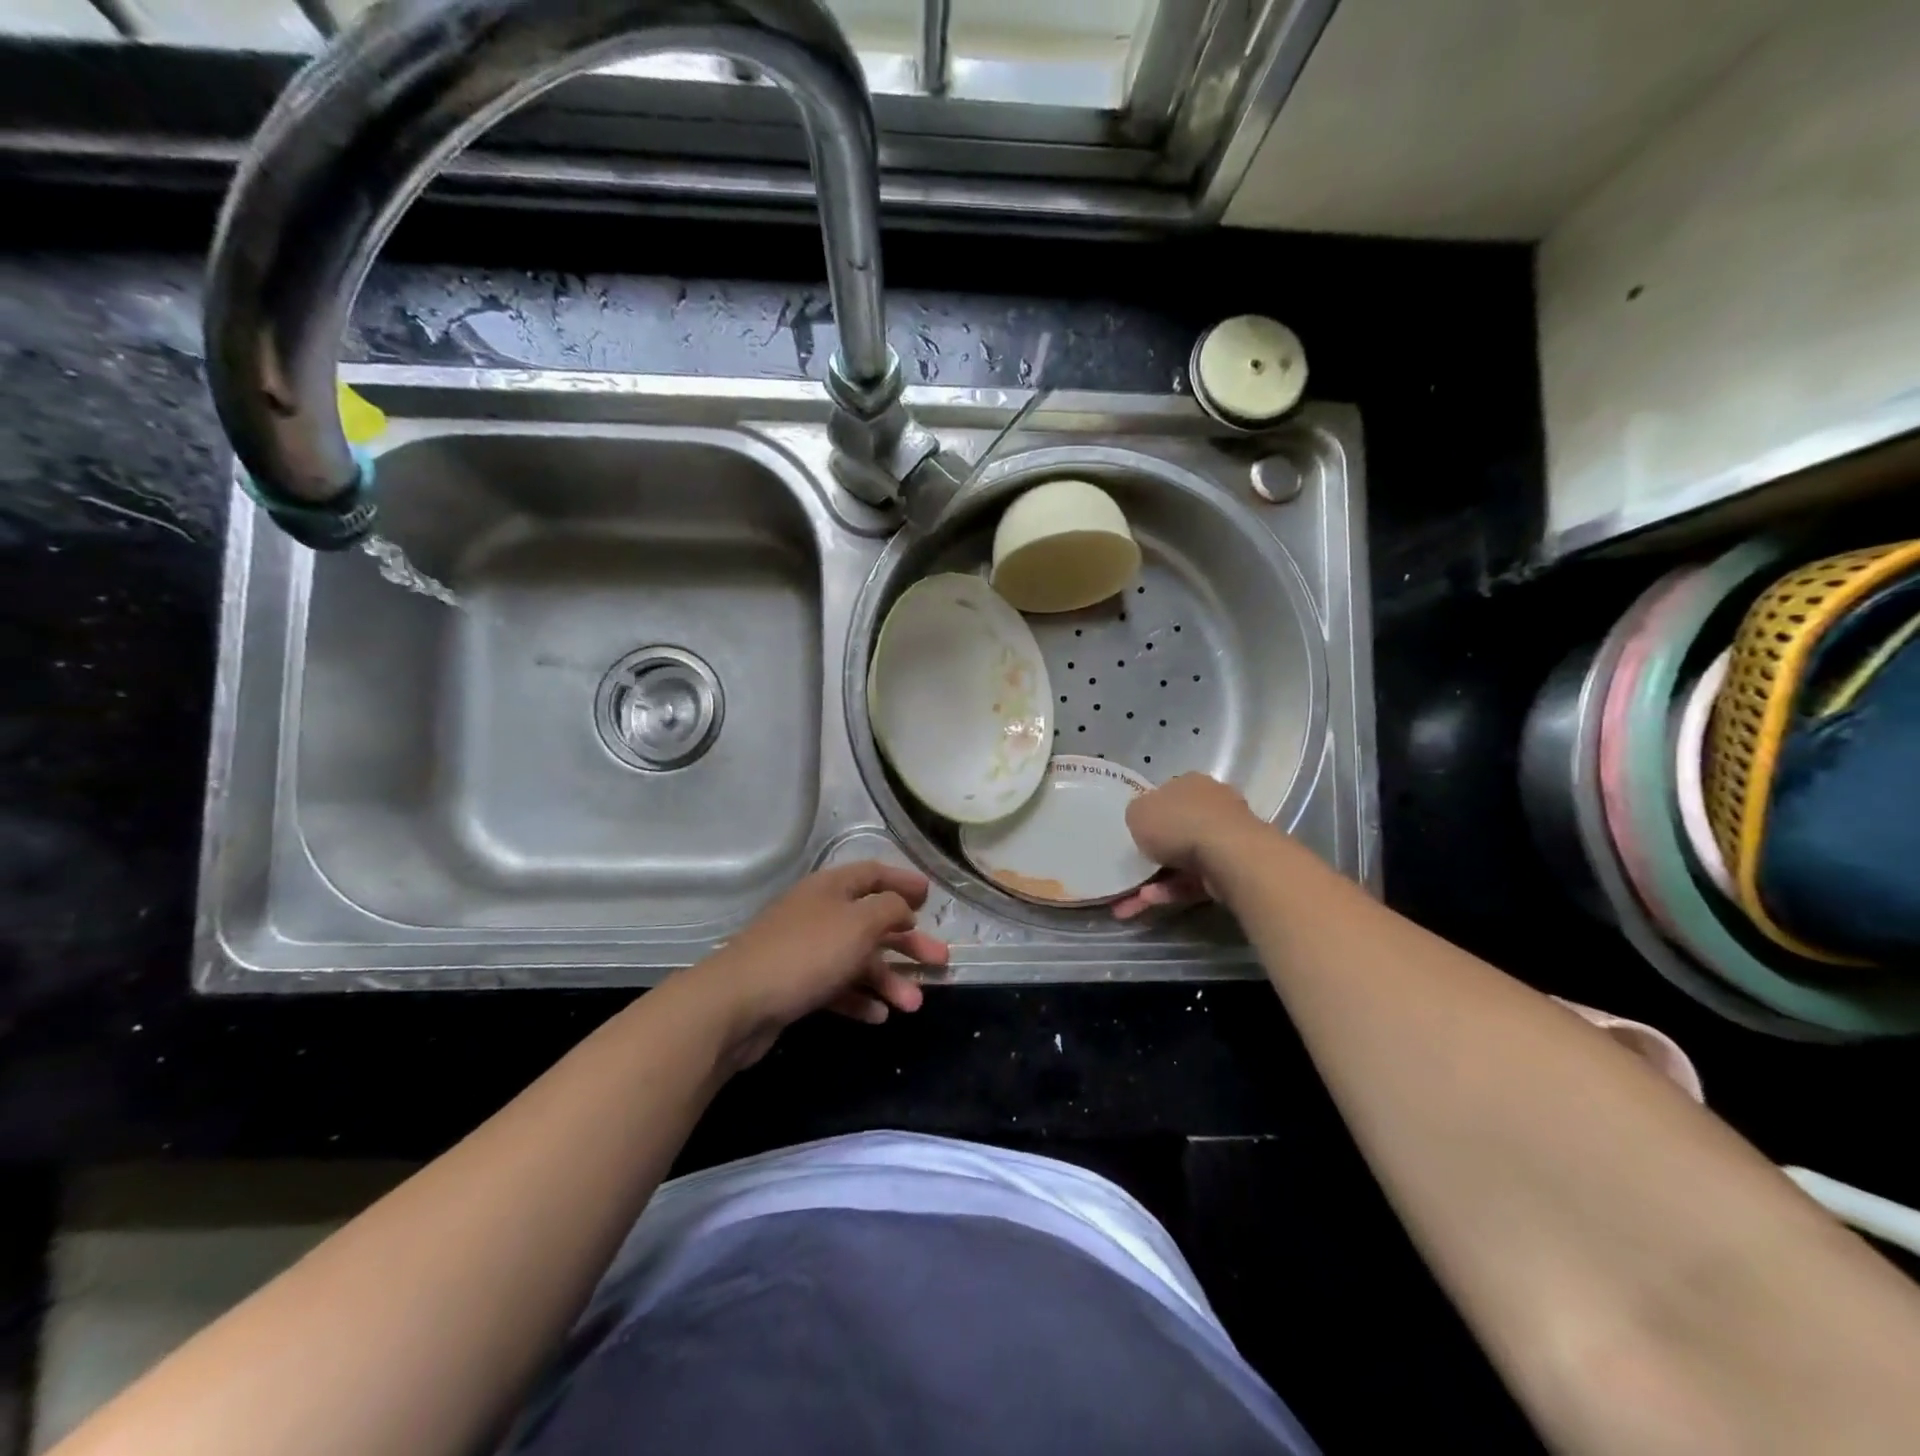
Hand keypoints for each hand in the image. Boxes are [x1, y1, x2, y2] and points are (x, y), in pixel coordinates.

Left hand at [689, 861, 949, 1066]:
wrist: (736, 1004)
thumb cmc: (806, 954)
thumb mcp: (859, 924)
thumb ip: (889, 910)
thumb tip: (902, 909)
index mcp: (831, 888)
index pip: (874, 874)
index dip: (903, 882)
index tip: (930, 897)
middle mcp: (818, 913)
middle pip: (871, 921)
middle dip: (907, 941)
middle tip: (940, 961)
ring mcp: (804, 950)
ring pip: (857, 959)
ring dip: (888, 979)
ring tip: (913, 1005)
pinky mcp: (794, 985)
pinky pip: (836, 986)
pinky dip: (859, 998)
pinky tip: (878, 1017)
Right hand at [1112, 773, 1264, 919]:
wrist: (1227, 854)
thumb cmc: (1178, 823)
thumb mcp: (1137, 812)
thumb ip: (1137, 815)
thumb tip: (1144, 822)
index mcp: (1190, 784)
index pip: (1167, 795)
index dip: (1150, 814)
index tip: (1136, 834)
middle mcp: (1212, 805)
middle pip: (1178, 828)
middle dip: (1154, 853)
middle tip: (1132, 869)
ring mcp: (1227, 837)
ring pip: (1185, 859)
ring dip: (1157, 879)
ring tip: (1132, 900)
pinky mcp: (1234, 867)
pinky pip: (1196, 879)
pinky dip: (1173, 890)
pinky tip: (1150, 901)